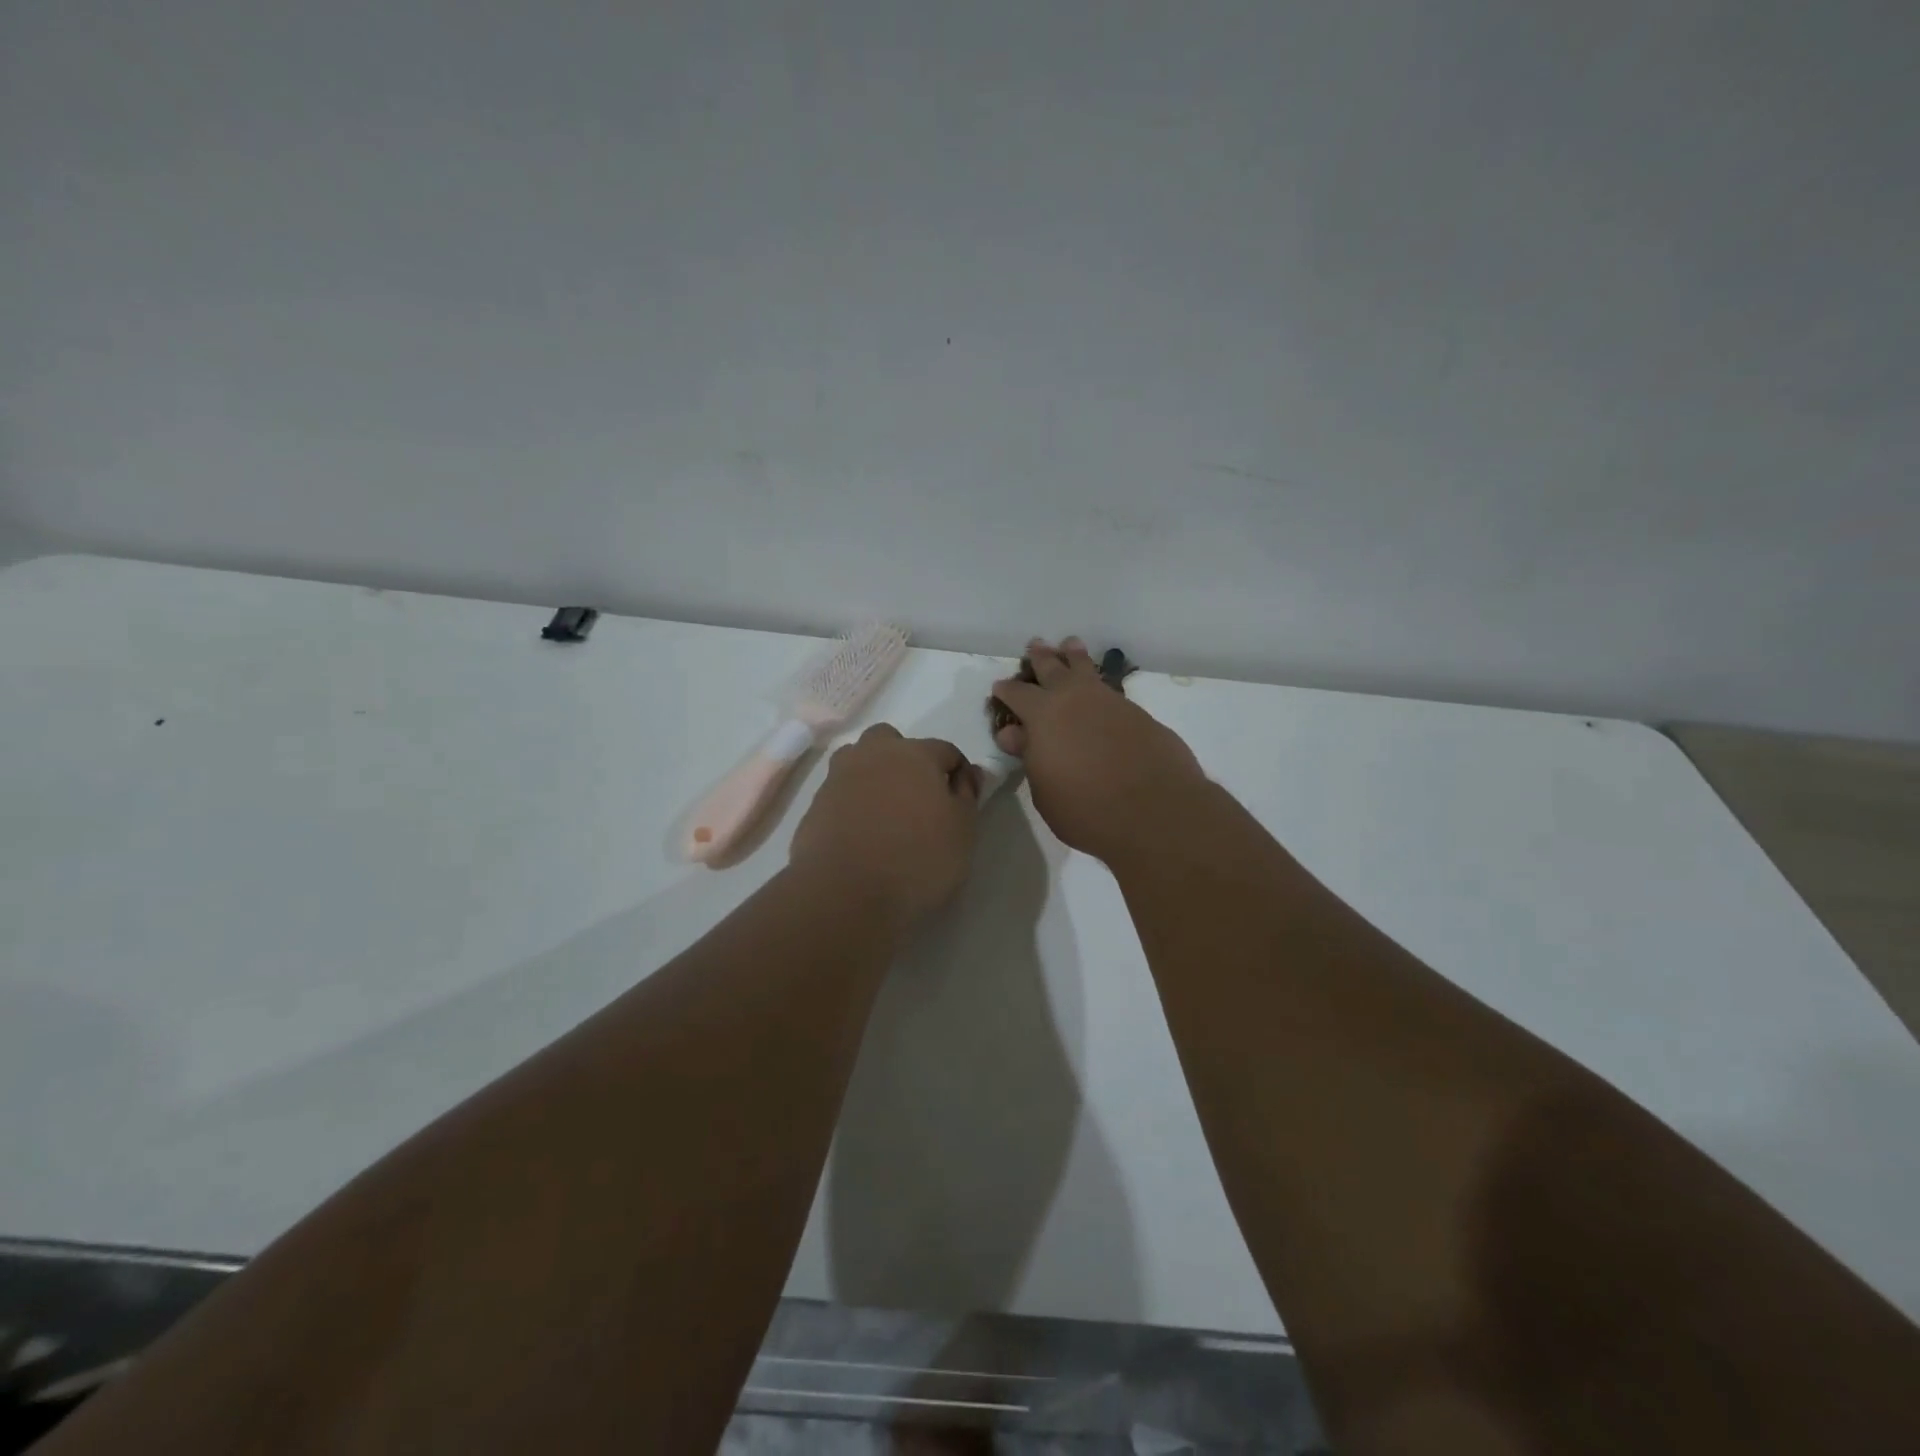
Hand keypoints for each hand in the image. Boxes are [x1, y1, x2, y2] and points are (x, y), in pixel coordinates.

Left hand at [789, 724, 982, 926]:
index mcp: (914, 753)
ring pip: (858, 760)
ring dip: (873, 775)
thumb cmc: (918, 858)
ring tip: (886, 812)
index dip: (957, 772)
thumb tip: (968, 774)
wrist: (846, 892)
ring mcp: (838, 778)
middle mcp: (873, 754)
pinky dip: (852, 804)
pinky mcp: (814, 805)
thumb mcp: (962, 830)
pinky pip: (840, 793)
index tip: (962, 799)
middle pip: (891, 741)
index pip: (945, 750)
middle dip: (906, 759)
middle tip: (918, 797)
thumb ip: (967, 796)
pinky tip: (861, 834)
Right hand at [991, 637, 1206, 862]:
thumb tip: (1016, 733)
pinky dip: (1099, 683)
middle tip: (1036, 645)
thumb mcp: (1044, 790)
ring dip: (1075, 657)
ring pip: (1087, 670)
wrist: (1154, 809)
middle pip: (1053, 668)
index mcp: (1043, 715)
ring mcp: (1110, 702)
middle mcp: (1075, 698)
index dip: (1006, 690)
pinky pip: (1110, 689)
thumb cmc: (1086, 808)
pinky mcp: (1139, 714)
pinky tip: (1098, 689)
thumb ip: (1030, 756)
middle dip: (1042, 657)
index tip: (1000, 687)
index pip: (1017, 694)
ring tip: (1071, 645)